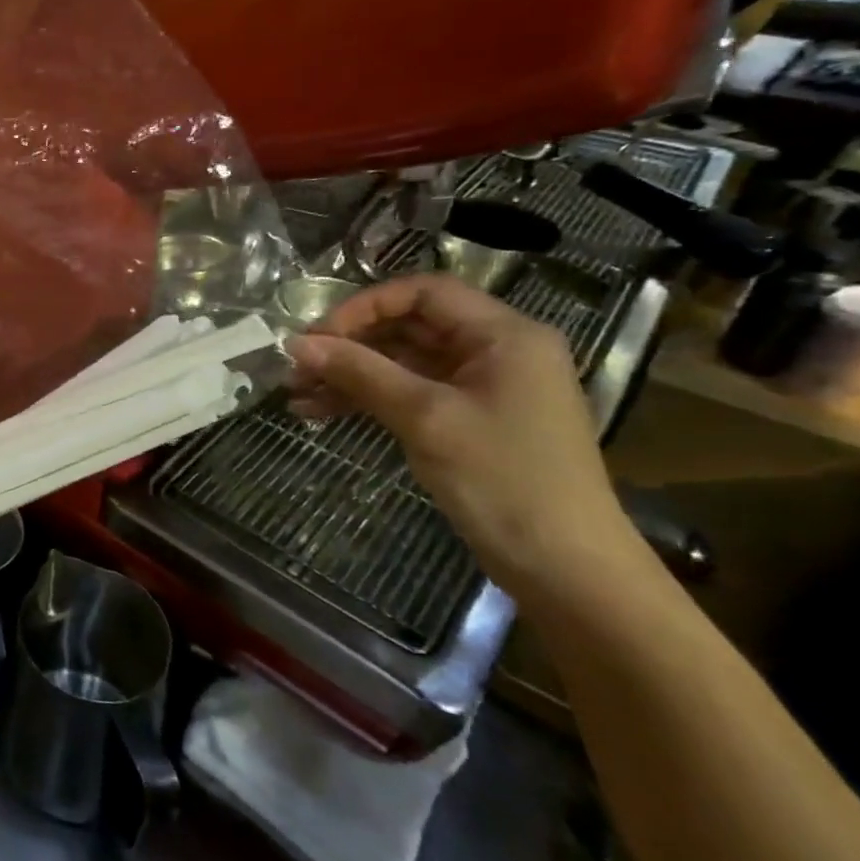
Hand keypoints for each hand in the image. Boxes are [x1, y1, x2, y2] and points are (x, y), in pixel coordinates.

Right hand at [285, 275, 642, 598]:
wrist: (564, 568)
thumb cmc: (504, 478)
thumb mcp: (425, 417)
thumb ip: (359, 372)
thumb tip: (295, 343)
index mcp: (504, 335)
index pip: (423, 292)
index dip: (365, 306)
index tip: (319, 336)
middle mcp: (495, 351)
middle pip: (408, 326)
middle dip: (349, 345)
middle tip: (297, 367)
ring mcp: (481, 388)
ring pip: (401, 362)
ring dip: (349, 374)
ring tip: (296, 394)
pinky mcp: (467, 420)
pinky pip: (407, 393)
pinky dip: (366, 399)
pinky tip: (319, 413)